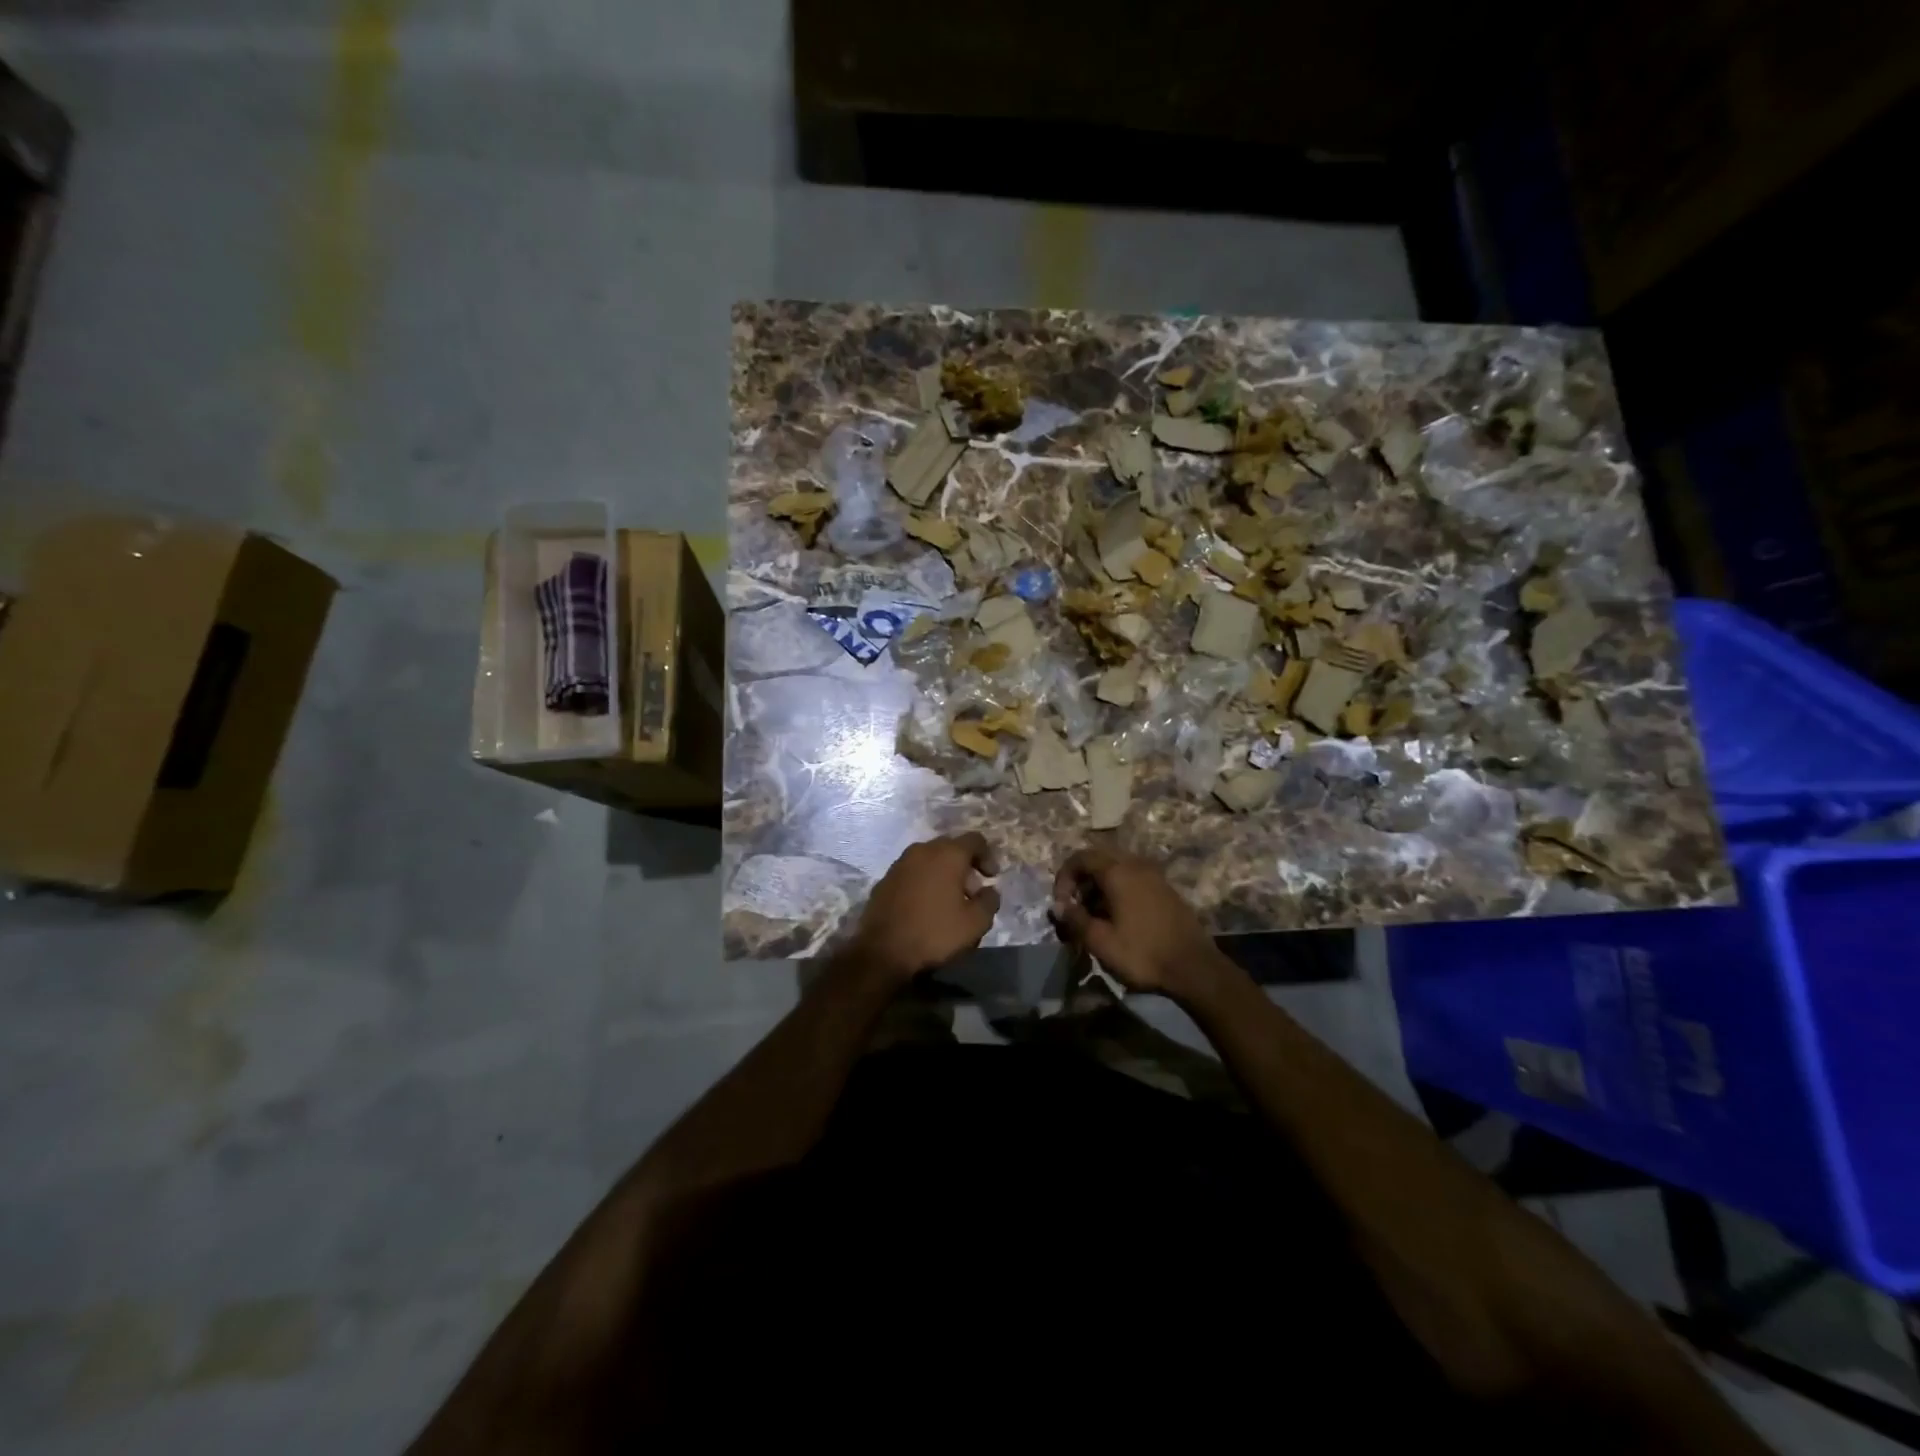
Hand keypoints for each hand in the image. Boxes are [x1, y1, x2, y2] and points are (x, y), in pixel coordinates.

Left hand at [850, 833, 1000, 981]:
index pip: (975, 840)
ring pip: (929, 859)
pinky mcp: (885, 879)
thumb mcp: (975, 923)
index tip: (991, 878)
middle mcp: (922, 850)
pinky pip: (912, 872)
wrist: (882, 952)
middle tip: (971, 891)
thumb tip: (989, 890)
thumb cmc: (934, 933)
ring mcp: (900, 863)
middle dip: (965, 865)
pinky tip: (925, 906)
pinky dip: (923, 881)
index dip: (988, 856)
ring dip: (943, 873)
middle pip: (950, 847)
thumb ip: (989, 901)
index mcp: (947, 854)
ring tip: (948, 901)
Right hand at [1051, 848, 1230, 1000]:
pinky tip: (1118, 917)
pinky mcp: (1165, 888)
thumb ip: (1075, 919)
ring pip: (1117, 868)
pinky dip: (1118, 889)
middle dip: (1081, 880)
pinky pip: (1133, 877)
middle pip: (1098, 858)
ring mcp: (1154, 875)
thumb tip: (1058, 906)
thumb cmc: (1142, 953)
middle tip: (1076, 907)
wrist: (1194, 968)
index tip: (1061, 905)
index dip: (1063, 877)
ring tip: (1095, 915)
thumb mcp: (1100, 941)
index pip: (1080, 857)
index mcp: (1118, 872)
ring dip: (1099, 885)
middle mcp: (1136, 865)